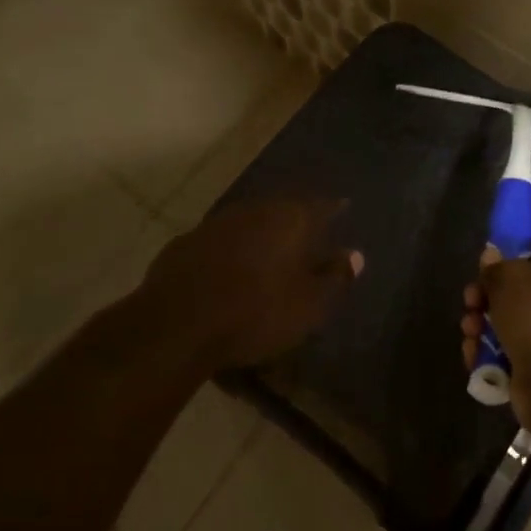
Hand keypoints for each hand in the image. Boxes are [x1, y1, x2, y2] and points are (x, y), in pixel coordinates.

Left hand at [146, 198, 362, 368]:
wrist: (175, 326)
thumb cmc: (255, 313)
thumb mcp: (308, 305)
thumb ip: (334, 277)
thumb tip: (355, 255)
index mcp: (289, 219)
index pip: (320, 204)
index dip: (333, 207)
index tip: (343, 208)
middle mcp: (253, 210)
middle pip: (282, 210)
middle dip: (295, 221)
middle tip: (306, 236)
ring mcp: (215, 224)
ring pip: (248, 223)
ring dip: (260, 236)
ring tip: (268, 255)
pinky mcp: (184, 244)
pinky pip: (218, 243)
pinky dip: (229, 253)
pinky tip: (227, 272)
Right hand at [460, 251, 530, 435]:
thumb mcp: (509, 277)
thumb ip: (496, 266)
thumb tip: (490, 254)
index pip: (526, 261)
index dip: (500, 266)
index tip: (480, 274)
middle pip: (508, 295)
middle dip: (482, 301)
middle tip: (470, 305)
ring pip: (500, 326)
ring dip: (478, 328)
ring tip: (470, 333)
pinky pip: (500, 355)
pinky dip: (484, 355)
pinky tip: (473, 356)